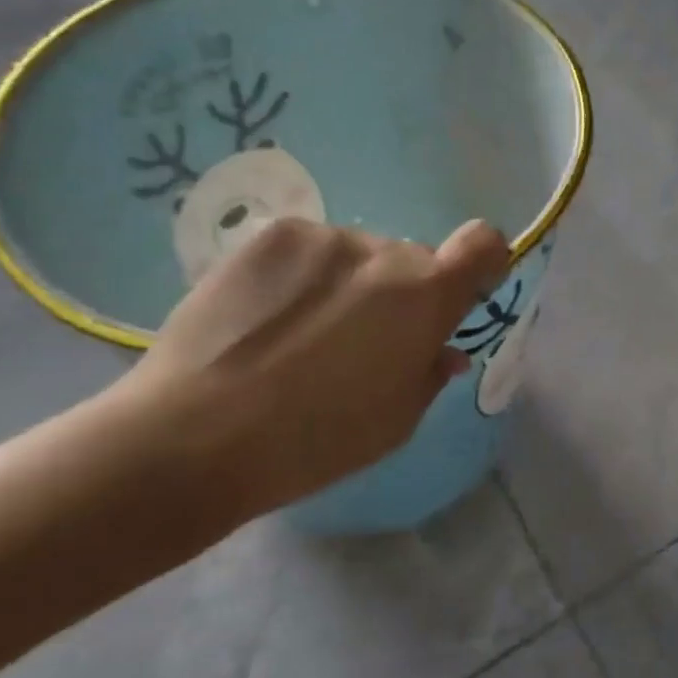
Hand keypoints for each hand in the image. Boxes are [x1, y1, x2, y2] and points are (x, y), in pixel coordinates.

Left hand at [114, 215, 508, 525]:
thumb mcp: (396, 422)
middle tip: (357, 344)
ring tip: (298, 337)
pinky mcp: (269, 236)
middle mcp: (382, 251)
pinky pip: (309, 251)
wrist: (193, 436)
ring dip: (347, 286)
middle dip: (399, 295)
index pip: (483, 243)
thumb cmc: (314, 441)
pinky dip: (302, 277)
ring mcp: (322, 237)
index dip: (481, 263)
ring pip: (357, 257)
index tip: (460, 295)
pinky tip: (265, 320)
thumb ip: (431, 372)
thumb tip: (443, 348)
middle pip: (411, 262)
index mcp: (425, 295)